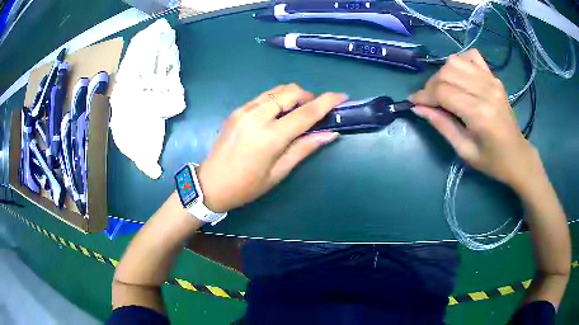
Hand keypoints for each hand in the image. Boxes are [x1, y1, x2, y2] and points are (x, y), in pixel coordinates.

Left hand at [197, 84, 346, 211]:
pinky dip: (276, 100)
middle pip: (290, 91)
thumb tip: (329, 133)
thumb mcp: (279, 172)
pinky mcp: (236, 110)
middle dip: (308, 96)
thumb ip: (304, 148)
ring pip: (276, 90)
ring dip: (292, 96)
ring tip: (296, 113)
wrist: (210, 184)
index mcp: (270, 136)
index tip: (342, 96)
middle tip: (315, 111)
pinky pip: (263, 97)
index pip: (306, 112)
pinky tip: (276, 115)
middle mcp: (257, 116)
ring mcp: (244, 110)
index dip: (327, 102)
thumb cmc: (247, 186)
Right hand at [410, 49, 539, 190]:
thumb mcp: (464, 150)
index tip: (414, 103)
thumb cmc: (492, 161)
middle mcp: (485, 90)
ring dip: (443, 73)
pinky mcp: (494, 78)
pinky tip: (460, 77)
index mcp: (479, 113)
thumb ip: (442, 126)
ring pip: (456, 61)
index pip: (443, 91)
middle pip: (447, 73)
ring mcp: (491, 81)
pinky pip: (472, 56)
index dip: (424, 95)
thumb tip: (418, 108)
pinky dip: (460, 62)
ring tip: (443, 89)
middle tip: (429, 101)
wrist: (518, 156)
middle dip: (431, 85)